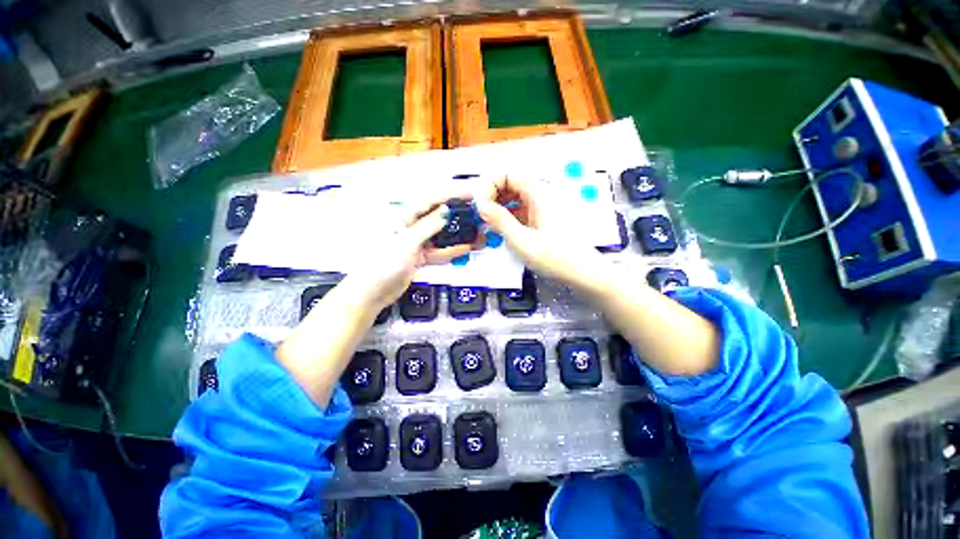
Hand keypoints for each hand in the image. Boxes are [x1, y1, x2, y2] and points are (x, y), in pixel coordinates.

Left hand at [344, 196, 479, 313]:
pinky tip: (465, 248)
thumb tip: (445, 211)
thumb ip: (427, 227)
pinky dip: (451, 250)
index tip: (469, 194)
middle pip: (437, 215)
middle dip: (456, 213)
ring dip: (457, 233)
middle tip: (476, 214)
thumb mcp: (407, 243)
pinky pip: (439, 250)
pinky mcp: (419, 256)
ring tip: (475, 232)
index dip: (451, 194)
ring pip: (440, 234)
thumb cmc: (381, 265)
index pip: (430, 200)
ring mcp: (415, 242)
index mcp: (402, 217)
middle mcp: (410, 226)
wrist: (372, 293)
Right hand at [474, 177, 613, 297]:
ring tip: (490, 222)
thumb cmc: (554, 257)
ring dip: (500, 206)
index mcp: (538, 193)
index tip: (481, 206)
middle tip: (482, 215)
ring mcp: (545, 207)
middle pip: (512, 184)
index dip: (490, 186)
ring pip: (517, 198)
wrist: (584, 273)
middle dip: (493, 196)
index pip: (508, 175)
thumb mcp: (522, 240)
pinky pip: (523, 210)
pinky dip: (510, 215)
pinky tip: (504, 228)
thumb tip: (481, 205)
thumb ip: (500, 220)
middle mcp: (542, 195)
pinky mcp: (545, 219)